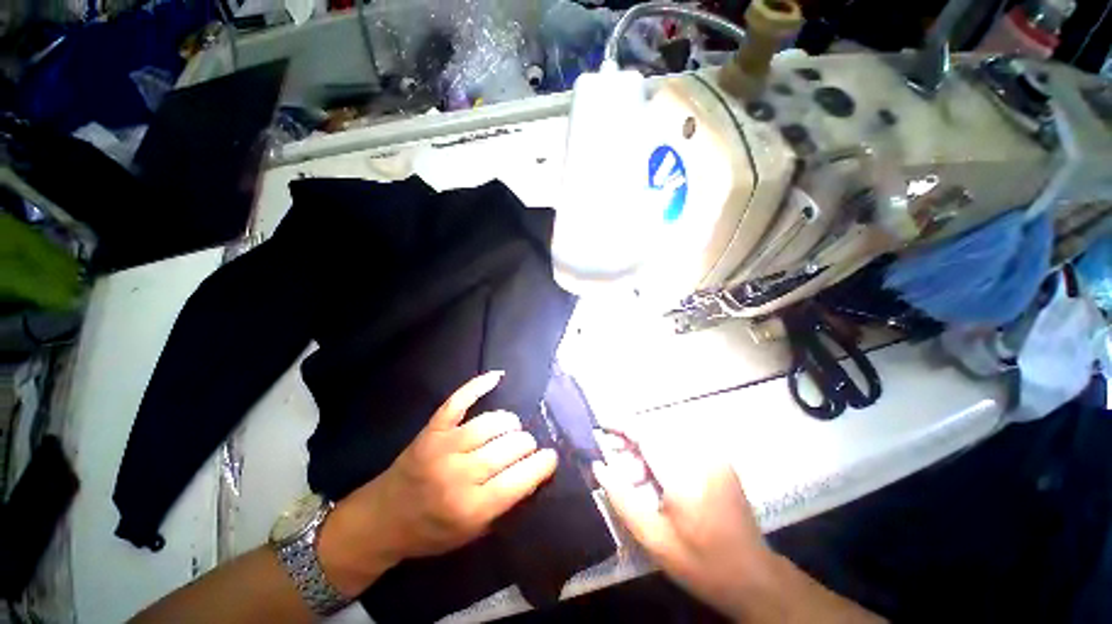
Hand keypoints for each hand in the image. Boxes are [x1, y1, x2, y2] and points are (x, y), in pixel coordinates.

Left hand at [320, 372, 557, 595]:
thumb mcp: (472, 534)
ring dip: (511, 424)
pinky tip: (497, 376)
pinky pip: (459, 400)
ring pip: (493, 422)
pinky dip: (479, 385)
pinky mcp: (432, 429)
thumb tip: (535, 470)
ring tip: (512, 429)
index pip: (521, 478)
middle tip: (526, 448)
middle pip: (511, 446)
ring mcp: (444, 446)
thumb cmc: (431, 532)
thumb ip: (505, 504)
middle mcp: (459, 474)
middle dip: (527, 444)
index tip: (551, 457)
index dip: (543, 464)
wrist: (382, 519)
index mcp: (472, 508)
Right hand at [592, 432, 774, 619]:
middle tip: (616, 463)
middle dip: (632, 443)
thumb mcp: (653, 538)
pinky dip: (663, 453)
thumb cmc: (700, 562)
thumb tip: (599, 466)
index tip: (601, 426)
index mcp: (684, 474)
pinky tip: (657, 477)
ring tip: (636, 478)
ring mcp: (714, 456)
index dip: (621, 426)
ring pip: (667, 437)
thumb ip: (621, 498)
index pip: (646, 434)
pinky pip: (682, 445)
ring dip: (646, 449)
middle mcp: (701, 456)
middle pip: (655, 432)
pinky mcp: (720, 460)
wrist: (753, 577)